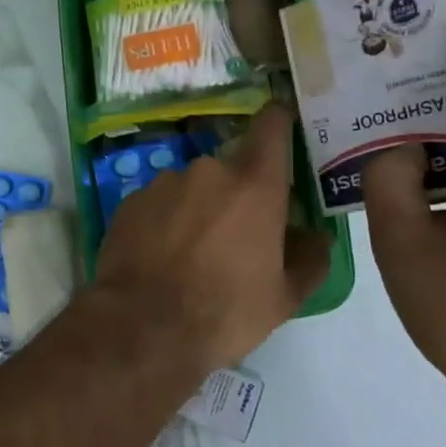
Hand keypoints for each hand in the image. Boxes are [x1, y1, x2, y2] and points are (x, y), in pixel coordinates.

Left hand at [92, 102, 331, 370]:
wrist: (143, 327)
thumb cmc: (225, 311)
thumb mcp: (284, 297)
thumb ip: (309, 258)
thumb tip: (315, 236)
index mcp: (254, 185)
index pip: (271, 126)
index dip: (279, 119)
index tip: (282, 121)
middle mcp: (208, 171)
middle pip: (231, 170)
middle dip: (236, 195)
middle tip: (235, 237)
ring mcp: (163, 183)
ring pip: (192, 187)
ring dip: (198, 209)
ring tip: (192, 254)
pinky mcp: (130, 200)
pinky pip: (159, 203)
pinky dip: (165, 221)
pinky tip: (161, 256)